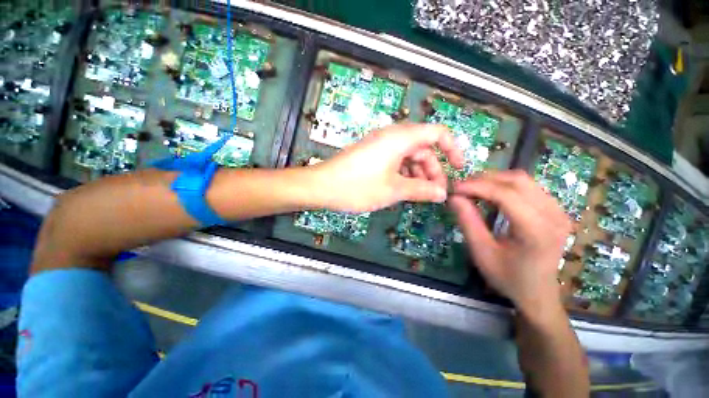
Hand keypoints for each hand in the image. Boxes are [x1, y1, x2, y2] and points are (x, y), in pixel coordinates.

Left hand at [311, 124, 463, 212]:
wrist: (322, 186)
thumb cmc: (359, 186)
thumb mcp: (394, 189)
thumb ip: (422, 190)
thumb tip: (442, 194)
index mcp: (401, 138)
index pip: (438, 133)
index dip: (453, 149)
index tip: (458, 169)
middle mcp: (392, 136)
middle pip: (423, 147)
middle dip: (433, 169)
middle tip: (435, 193)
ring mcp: (380, 145)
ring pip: (409, 156)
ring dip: (418, 174)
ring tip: (420, 194)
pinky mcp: (372, 155)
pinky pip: (395, 161)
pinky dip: (404, 173)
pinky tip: (403, 189)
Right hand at [449, 171, 571, 317]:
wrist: (537, 293)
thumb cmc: (507, 277)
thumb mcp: (481, 252)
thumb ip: (468, 222)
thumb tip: (453, 197)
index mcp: (537, 231)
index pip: (506, 195)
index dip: (477, 187)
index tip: (455, 188)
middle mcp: (554, 216)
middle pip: (517, 181)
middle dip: (484, 179)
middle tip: (462, 187)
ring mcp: (559, 211)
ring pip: (523, 180)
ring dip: (494, 180)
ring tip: (472, 189)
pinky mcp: (556, 210)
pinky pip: (528, 187)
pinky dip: (505, 186)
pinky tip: (490, 194)